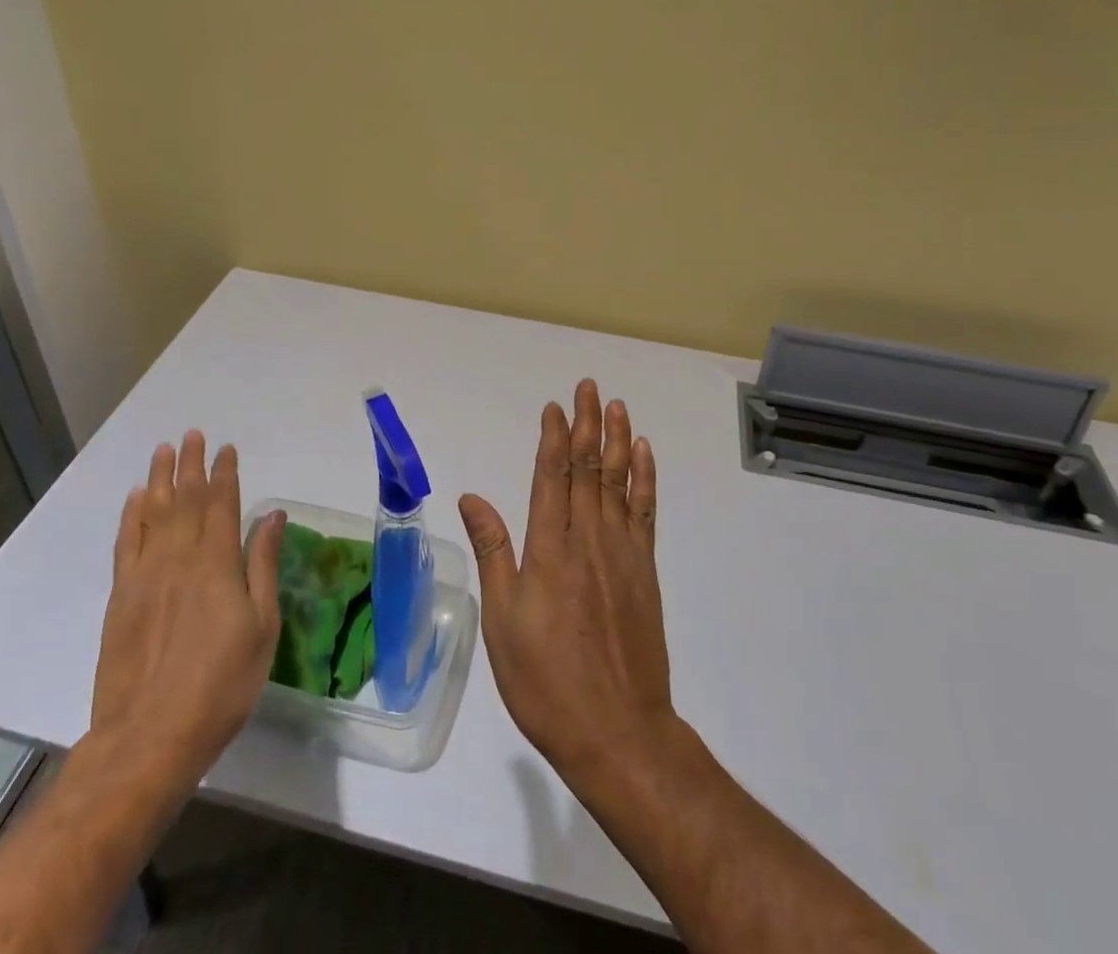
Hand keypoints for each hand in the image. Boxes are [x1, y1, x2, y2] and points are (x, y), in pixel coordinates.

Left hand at [90, 431, 284, 796]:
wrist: (148, 739)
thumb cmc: (220, 686)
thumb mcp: (261, 627)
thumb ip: (263, 565)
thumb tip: (271, 516)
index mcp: (217, 564)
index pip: (221, 504)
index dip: (224, 474)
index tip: (226, 449)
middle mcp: (179, 558)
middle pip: (185, 499)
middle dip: (191, 465)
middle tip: (193, 435)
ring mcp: (144, 576)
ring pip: (153, 513)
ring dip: (160, 479)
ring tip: (164, 450)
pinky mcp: (120, 598)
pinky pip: (126, 544)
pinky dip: (131, 517)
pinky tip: (136, 498)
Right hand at [459, 380, 674, 781]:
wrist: (618, 730)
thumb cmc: (546, 680)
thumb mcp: (503, 621)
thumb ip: (494, 552)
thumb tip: (472, 497)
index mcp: (549, 548)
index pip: (551, 475)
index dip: (553, 437)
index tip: (554, 406)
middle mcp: (588, 538)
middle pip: (587, 467)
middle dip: (587, 423)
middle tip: (588, 387)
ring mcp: (622, 552)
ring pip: (618, 480)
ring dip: (618, 439)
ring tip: (617, 406)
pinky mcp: (645, 570)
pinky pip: (644, 511)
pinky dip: (644, 478)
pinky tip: (643, 455)